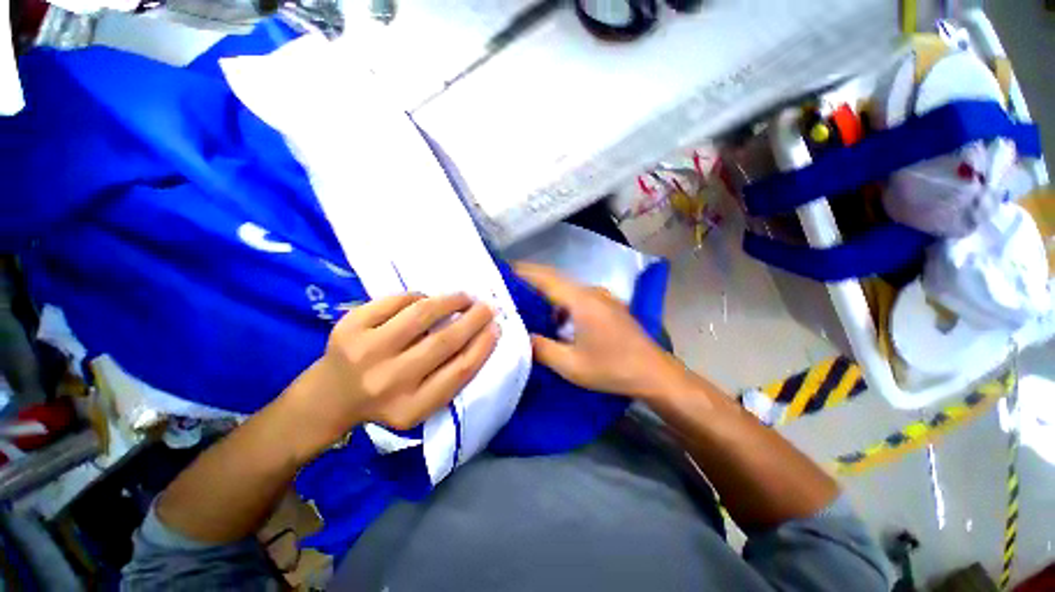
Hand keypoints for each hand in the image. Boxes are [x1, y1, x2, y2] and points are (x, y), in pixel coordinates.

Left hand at [282, 293, 497, 458]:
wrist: (329, 397)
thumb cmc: (386, 400)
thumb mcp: (420, 403)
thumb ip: (449, 376)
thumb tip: (479, 334)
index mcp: (411, 407)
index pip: (460, 370)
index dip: (484, 345)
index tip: (496, 328)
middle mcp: (388, 381)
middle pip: (445, 341)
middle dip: (474, 319)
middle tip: (487, 306)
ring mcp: (366, 351)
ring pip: (422, 314)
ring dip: (451, 301)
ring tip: (464, 297)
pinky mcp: (349, 326)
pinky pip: (398, 300)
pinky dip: (418, 297)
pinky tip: (425, 301)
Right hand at [516, 262, 691, 400]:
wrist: (654, 373)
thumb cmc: (611, 369)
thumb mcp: (571, 365)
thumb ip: (541, 348)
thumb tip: (520, 336)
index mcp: (581, 301)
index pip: (546, 278)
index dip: (523, 272)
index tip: (504, 270)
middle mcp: (591, 292)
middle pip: (556, 279)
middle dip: (532, 280)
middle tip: (509, 287)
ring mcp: (602, 297)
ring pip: (567, 288)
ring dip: (548, 293)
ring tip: (528, 303)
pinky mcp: (609, 305)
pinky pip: (579, 297)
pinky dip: (562, 302)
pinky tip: (556, 319)